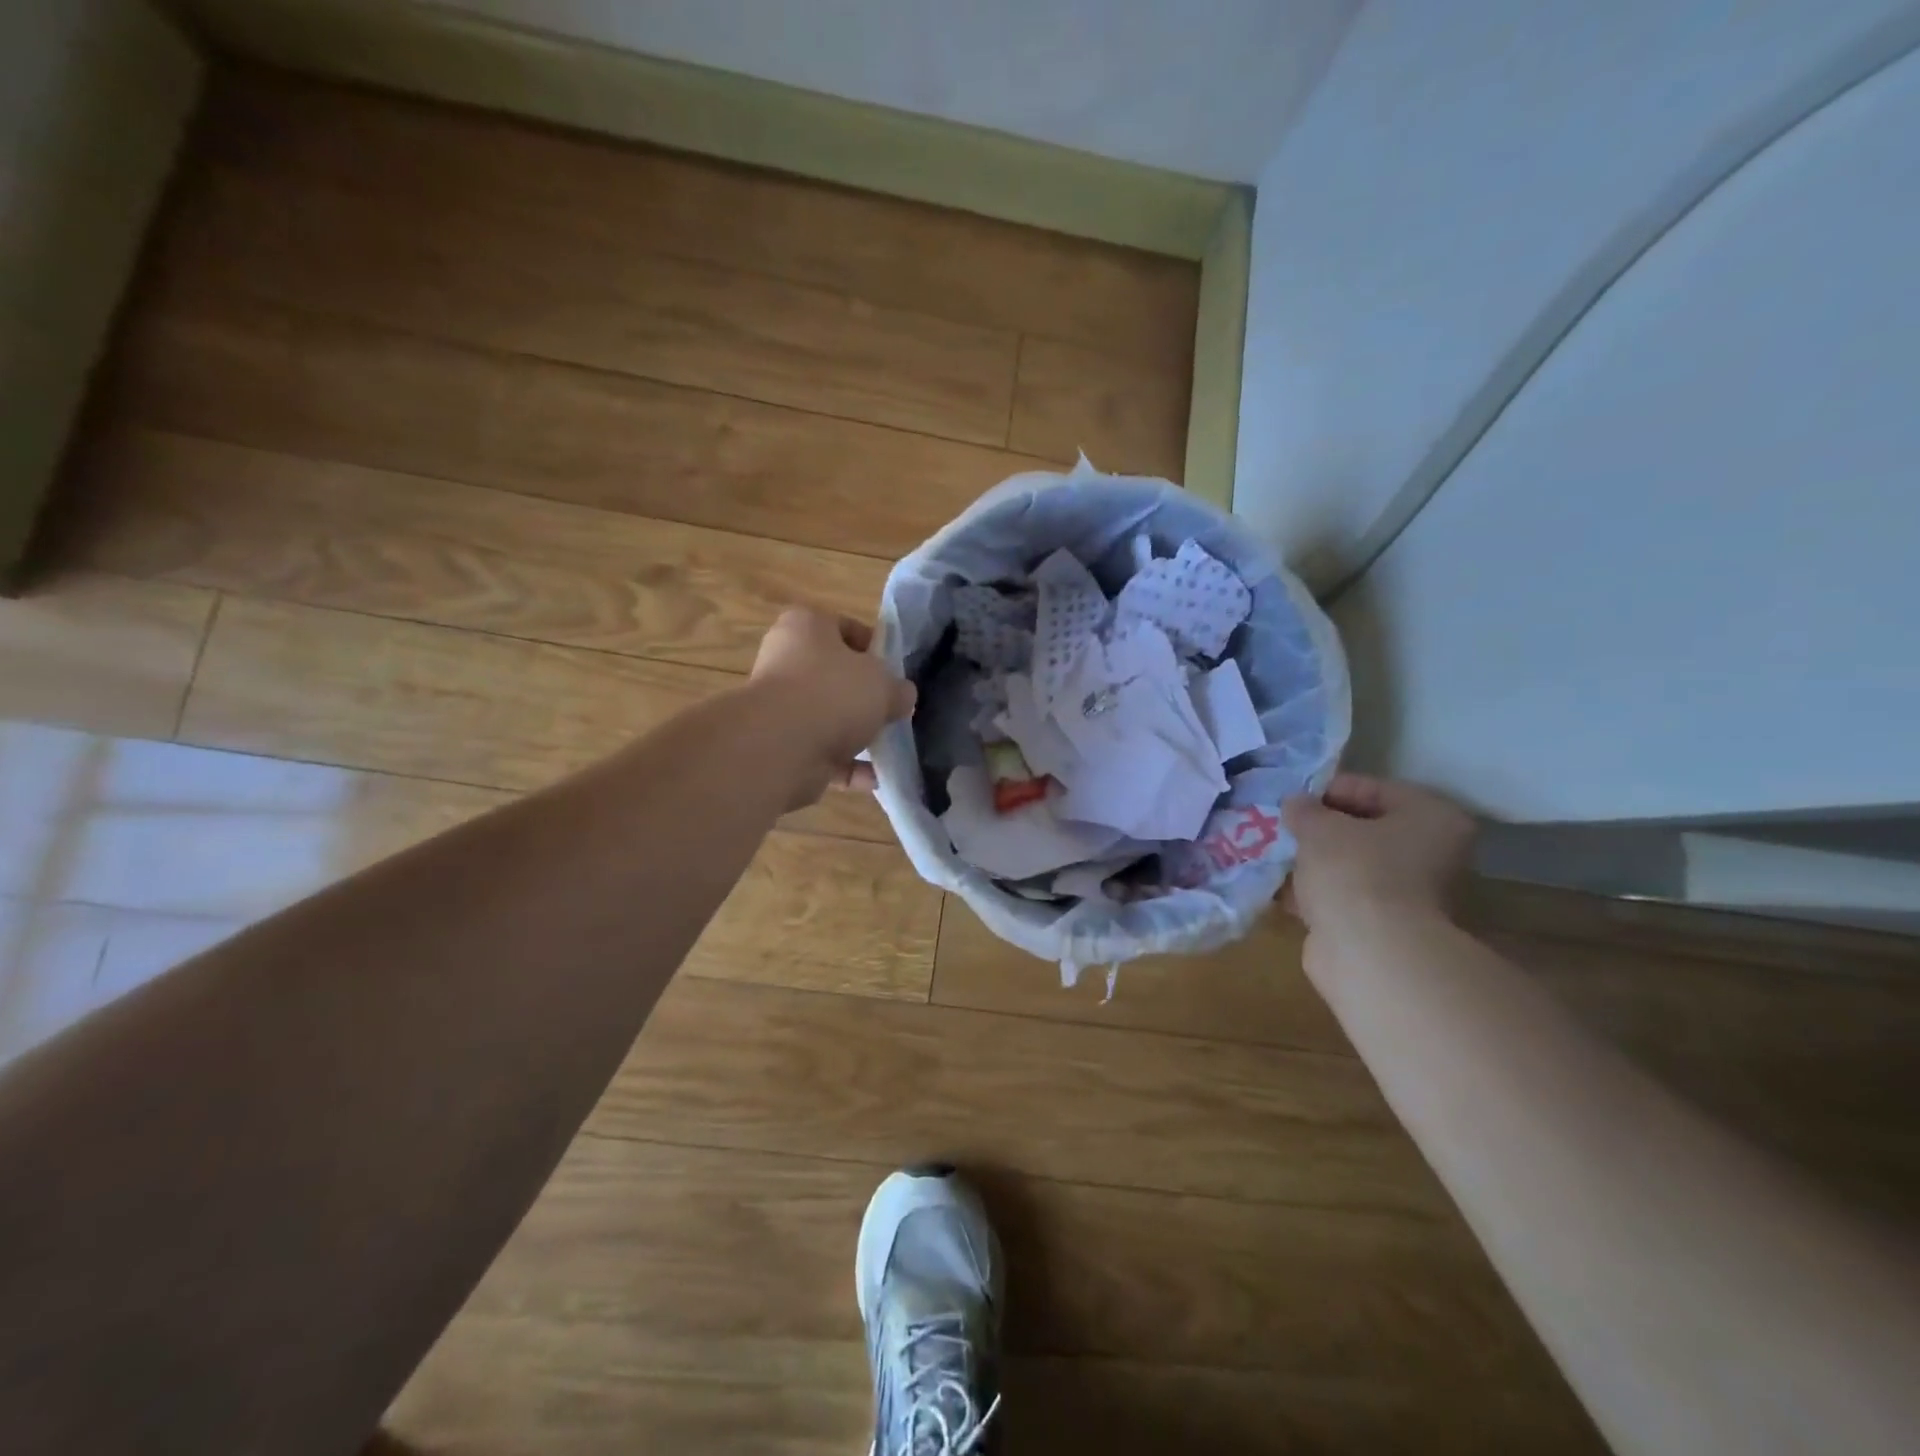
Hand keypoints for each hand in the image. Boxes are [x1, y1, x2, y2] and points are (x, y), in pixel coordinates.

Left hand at [747, 609, 915, 800]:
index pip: (844, 628)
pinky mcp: (781, 746)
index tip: (896, 670)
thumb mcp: (884, 683)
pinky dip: (848, 767)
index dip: (874, 647)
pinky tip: (875, 780)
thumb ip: (899, 689)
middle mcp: (786, 662)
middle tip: (893, 709)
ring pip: (828, 718)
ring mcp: (780, 707)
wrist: (781, 746)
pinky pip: (823, 754)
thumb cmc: (833, 693)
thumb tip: (902, 697)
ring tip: (890, 748)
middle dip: (865, 696)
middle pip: (835, 676)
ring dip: (857, 735)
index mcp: (806, 628)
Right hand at [1282, 774, 1476, 930]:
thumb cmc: (1354, 872)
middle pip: (1365, 829)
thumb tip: (1295, 803)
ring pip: (1354, 866)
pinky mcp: (1387, 926)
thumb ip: (1304, 810)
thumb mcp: (1319, 827)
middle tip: (1284, 827)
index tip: (1293, 800)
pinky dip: (1318, 893)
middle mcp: (1433, 853)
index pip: (1373, 789)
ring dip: (1317, 862)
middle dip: (1322, 830)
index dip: (1328, 791)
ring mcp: (1413, 894)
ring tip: (1278, 856)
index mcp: (1433, 818)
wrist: (1371, 953)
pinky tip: (1285, 890)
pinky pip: (1346, 897)